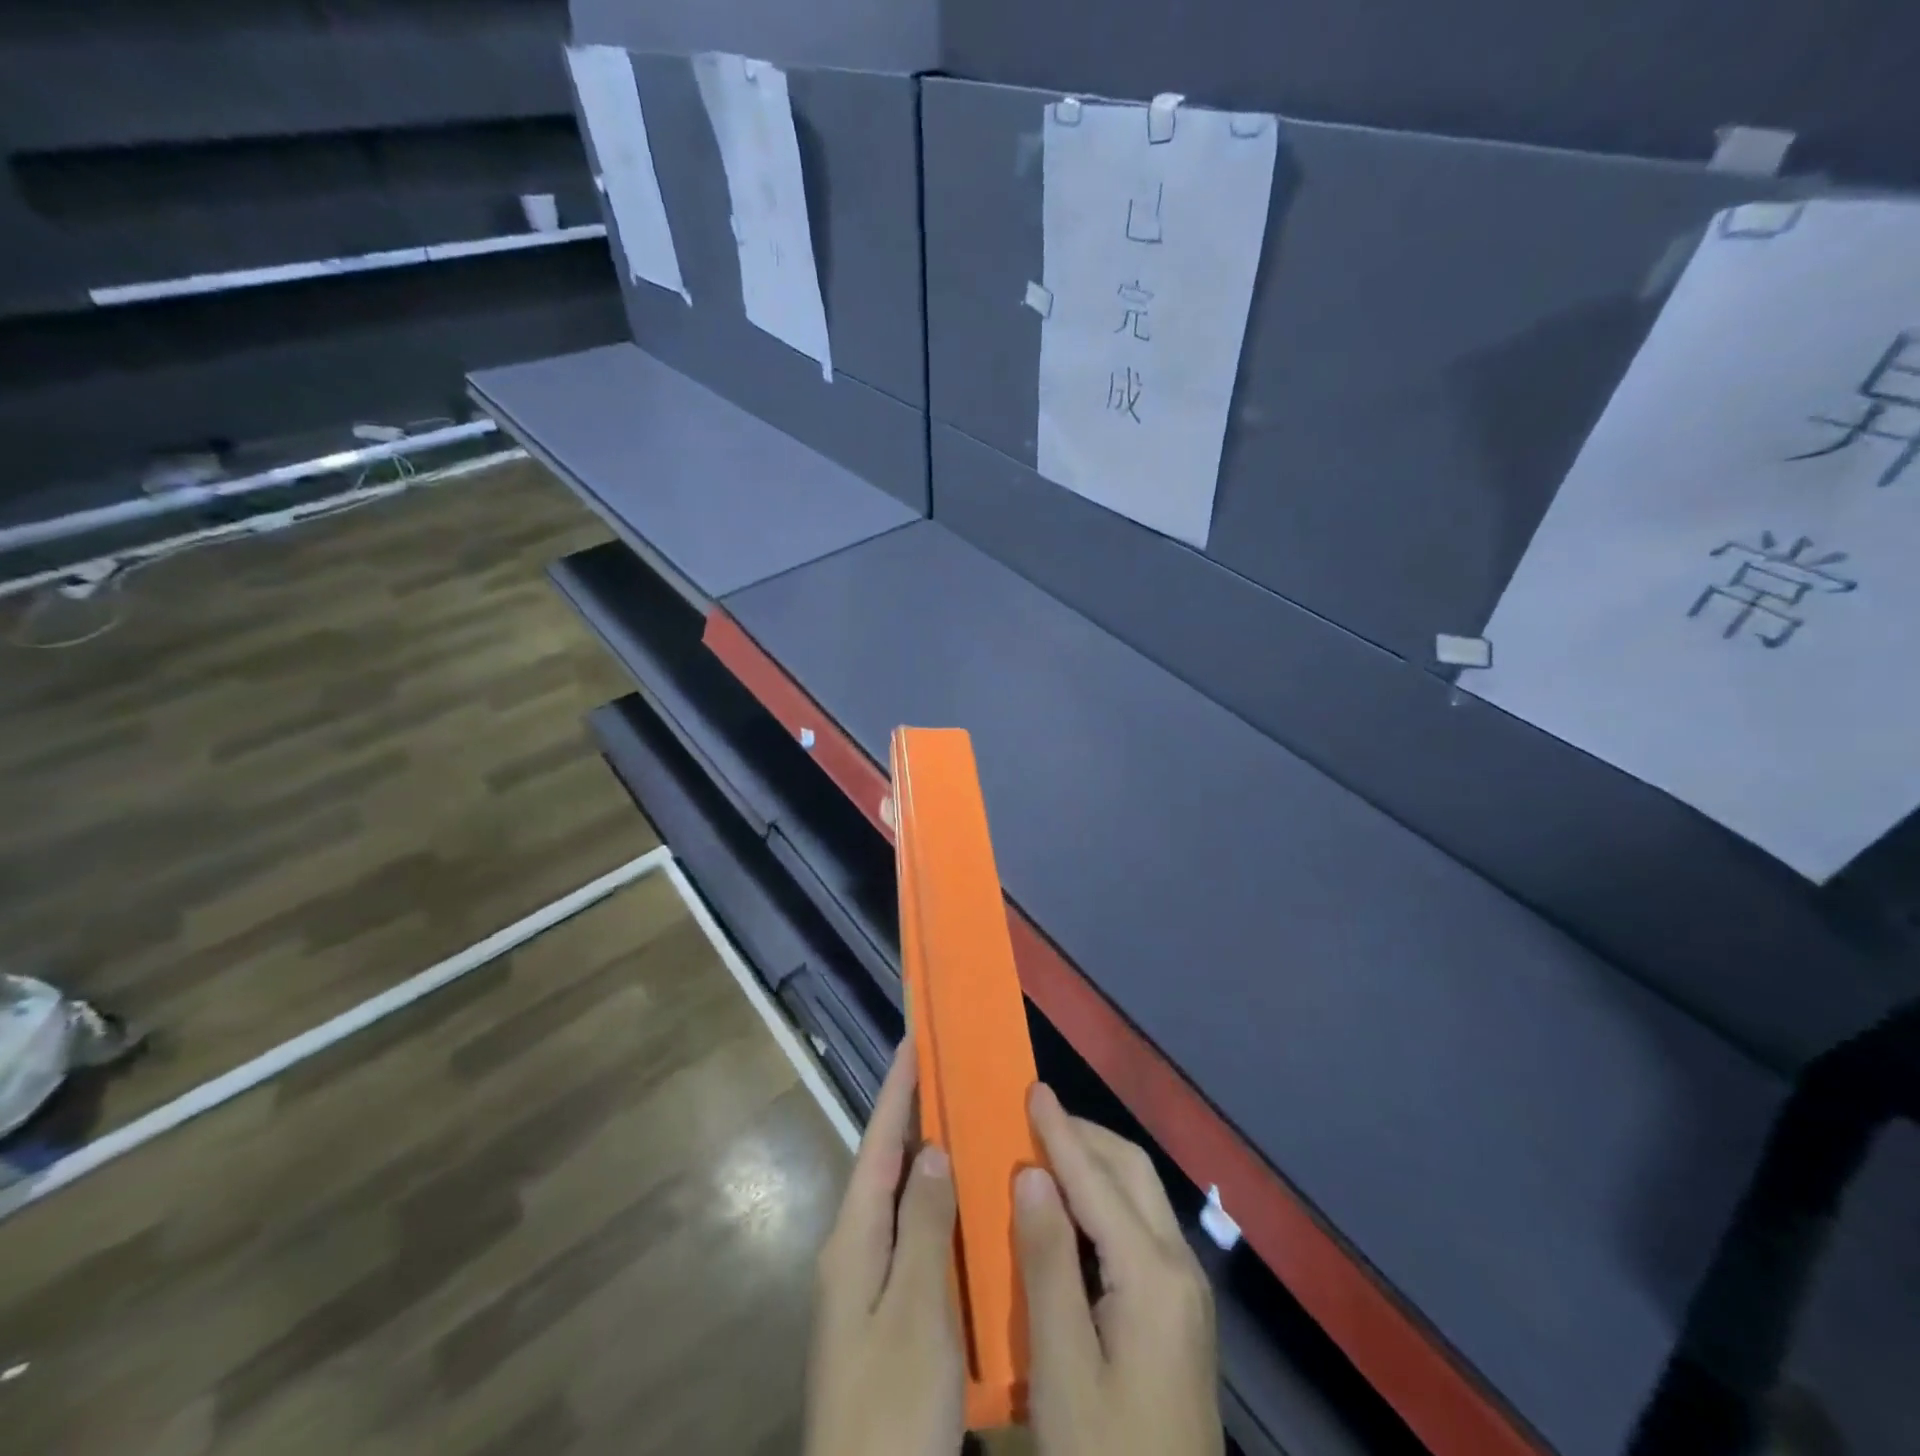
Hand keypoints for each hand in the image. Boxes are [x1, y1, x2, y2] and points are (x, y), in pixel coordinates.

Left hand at [804, 1042, 963, 1455]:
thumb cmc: (889, 1408)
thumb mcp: (914, 1312)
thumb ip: (923, 1226)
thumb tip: (932, 1148)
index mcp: (853, 1239)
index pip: (879, 1143)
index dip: (897, 1089)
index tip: (915, 1038)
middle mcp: (855, 1251)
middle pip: (888, 1164)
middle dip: (915, 1115)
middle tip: (951, 1072)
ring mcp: (870, 1286)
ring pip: (903, 1201)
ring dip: (930, 1159)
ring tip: (968, 1121)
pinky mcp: (890, 1315)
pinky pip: (916, 1239)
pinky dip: (940, 1209)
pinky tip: (970, 1207)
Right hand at [1016, 1084, 1222, 1455]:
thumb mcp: (1063, 1367)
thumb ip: (1047, 1262)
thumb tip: (1033, 1173)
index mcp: (1152, 1275)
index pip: (1097, 1180)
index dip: (1060, 1131)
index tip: (1031, 1088)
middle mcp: (1180, 1268)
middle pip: (1132, 1172)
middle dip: (1084, 1136)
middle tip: (1033, 1117)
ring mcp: (1187, 1292)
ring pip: (1141, 1196)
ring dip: (1096, 1163)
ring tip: (1046, 1151)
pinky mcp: (1181, 1313)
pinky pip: (1141, 1227)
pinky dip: (1105, 1199)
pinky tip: (1074, 1212)